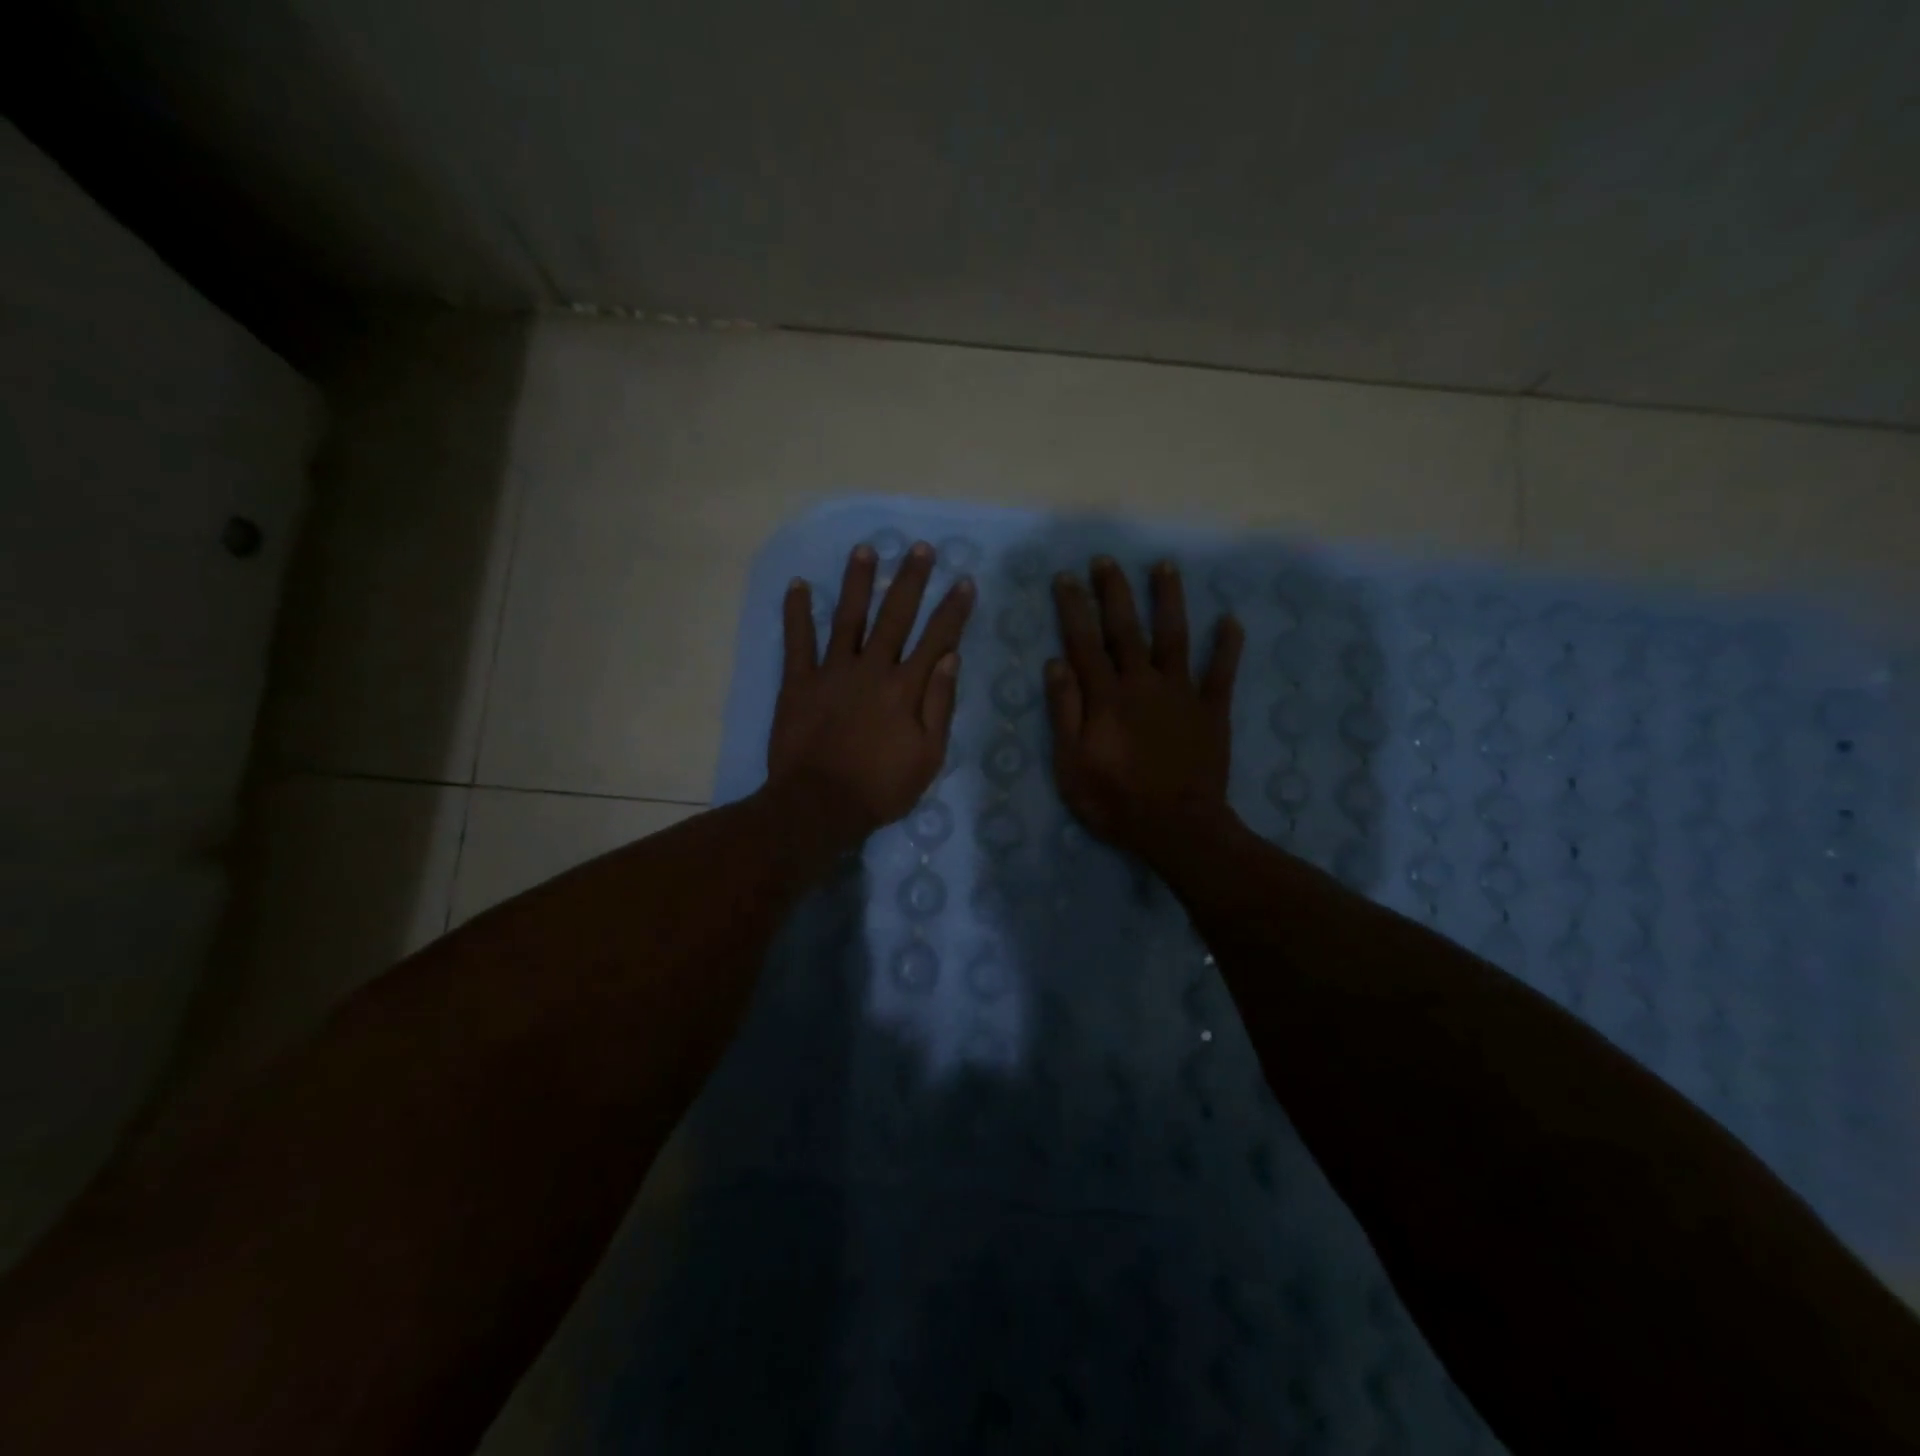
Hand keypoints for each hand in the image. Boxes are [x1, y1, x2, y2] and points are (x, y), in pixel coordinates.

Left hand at [767, 541, 974, 846]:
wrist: (819, 805)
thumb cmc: (881, 788)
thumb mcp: (928, 756)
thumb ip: (940, 705)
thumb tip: (951, 658)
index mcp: (906, 688)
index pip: (937, 638)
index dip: (953, 609)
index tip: (964, 581)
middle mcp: (872, 668)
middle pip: (895, 616)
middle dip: (910, 580)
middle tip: (920, 548)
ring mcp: (832, 671)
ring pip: (848, 617)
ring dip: (857, 582)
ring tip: (865, 550)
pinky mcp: (798, 681)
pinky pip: (797, 640)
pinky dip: (796, 612)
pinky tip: (797, 584)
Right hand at [1046, 557, 1244, 858]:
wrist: (1178, 827)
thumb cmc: (1115, 800)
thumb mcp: (1071, 764)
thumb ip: (1065, 712)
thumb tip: (1055, 663)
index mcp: (1107, 696)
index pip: (1084, 642)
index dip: (1073, 608)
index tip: (1065, 578)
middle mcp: (1144, 683)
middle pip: (1127, 629)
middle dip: (1115, 592)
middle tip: (1106, 560)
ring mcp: (1182, 694)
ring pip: (1175, 637)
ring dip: (1170, 600)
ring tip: (1166, 567)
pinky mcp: (1212, 711)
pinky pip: (1221, 673)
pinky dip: (1227, 646)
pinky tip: (1231, 620)